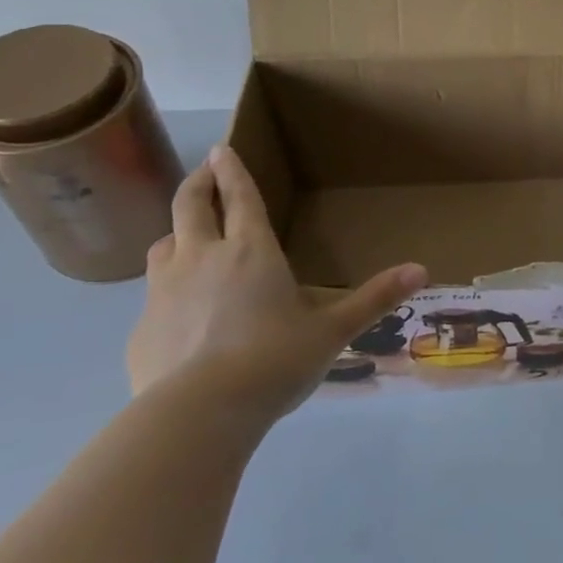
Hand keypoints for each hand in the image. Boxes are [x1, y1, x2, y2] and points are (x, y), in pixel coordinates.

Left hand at [126, 145, 426, 425]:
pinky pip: (152, 294)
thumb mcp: (333, 330)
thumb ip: (375, 298)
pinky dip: (166, 288)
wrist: (197, 414)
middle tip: (203, 172)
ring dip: (177, 233)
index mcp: (251, 252)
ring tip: (188, 240)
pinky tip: (179, 313)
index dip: (232, 170)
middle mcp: (202, 258)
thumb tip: (422, 270)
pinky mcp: (140, 328)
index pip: (240, 198)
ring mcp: (163, 291)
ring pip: (162, 244)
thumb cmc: (275, 360)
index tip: (220, 148)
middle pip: (189, 206)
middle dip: (198, 183)